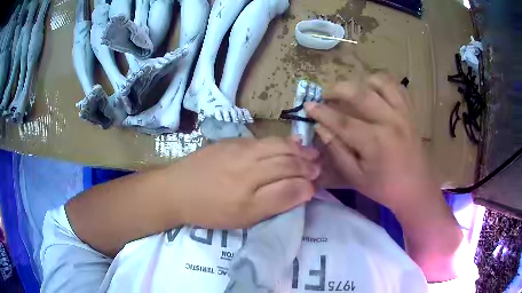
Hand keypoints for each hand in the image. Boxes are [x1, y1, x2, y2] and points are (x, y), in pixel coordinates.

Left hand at [170, 137, 320, 228]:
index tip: (317, 183)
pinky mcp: (230, 142)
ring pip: (275, 145)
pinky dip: (279, 141)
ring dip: (295, 149)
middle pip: (285, 158)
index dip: (306, 180)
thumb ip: (277, 201)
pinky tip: (285, 144)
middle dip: (305, 162)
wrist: (176, 190)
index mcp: (254, 182)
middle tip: (318, 165)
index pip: (290, 177)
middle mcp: (250, 160)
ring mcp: (239, 147)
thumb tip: (306, 189)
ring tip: (309, 151)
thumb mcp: (244, 216)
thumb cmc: (210, 209)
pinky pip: (261, 140)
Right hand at [306, 74, 435, 212]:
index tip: (308, 106)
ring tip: (353, 91)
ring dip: (362, 82)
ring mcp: (403, 113)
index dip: (322, 112)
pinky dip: (384, 84)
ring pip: (381, 83)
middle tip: (325, 94)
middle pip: (360, 94)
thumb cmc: (385, 188)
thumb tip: (321, 128)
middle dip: (337, 89)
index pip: (342, 121)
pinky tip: (375, 91)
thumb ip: (337, 151)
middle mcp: (389, 121)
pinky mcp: (411, 112)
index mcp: (375, 141)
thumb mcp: (356, 177)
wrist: (417, 189)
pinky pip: (397, 88)